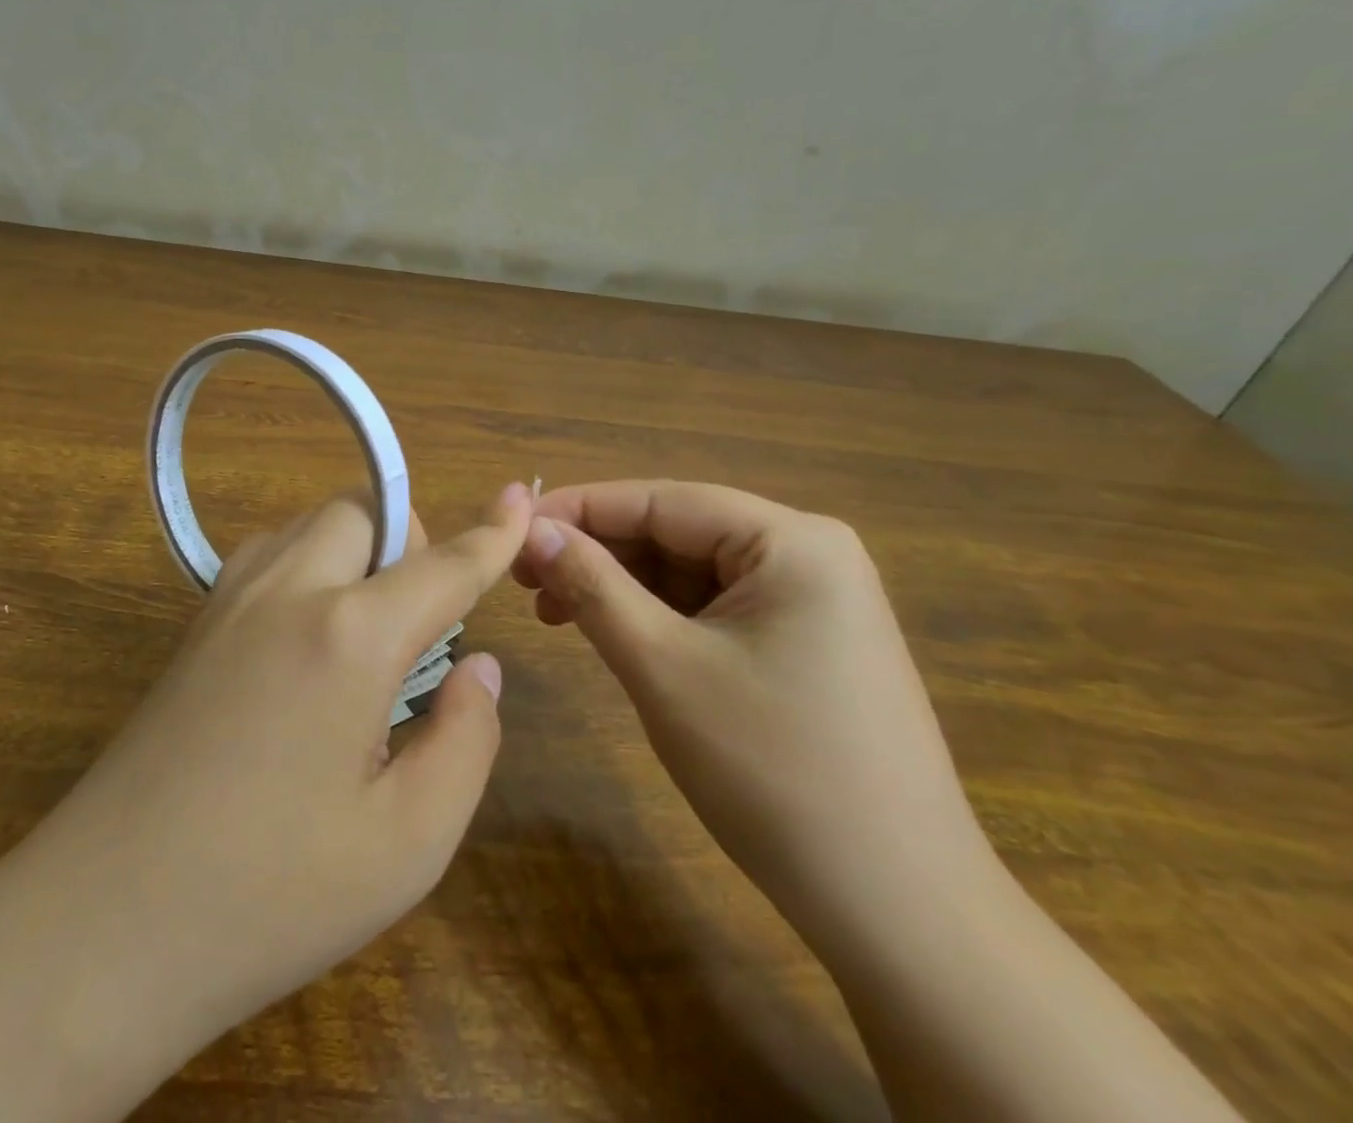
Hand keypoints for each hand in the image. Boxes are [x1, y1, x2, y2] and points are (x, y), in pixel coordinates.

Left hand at [26, 482, 532, 1107]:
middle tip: (417, 623)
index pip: (443, 565)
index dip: (493, 534)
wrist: (102, 925)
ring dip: (354, 550)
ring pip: (310, 525)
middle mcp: (289, 593)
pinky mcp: (194, 626)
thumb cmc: (271, 895)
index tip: (521, 497)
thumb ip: (467, 740)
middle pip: (363, 513)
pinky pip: (268, 555)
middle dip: (407, 544)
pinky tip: (305, 641)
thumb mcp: (408, 844)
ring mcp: (229, 602)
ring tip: (365, 631)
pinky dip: (307, 566)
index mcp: (350, 636)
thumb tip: (480, 670)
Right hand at [512, 480, 989, 935]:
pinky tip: (612, 633)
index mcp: (792, 541)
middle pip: (677, 532)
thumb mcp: (663, 667)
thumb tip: (533, 529)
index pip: (662, 501)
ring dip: (620, 586)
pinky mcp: (805, 643)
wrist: (897, 910)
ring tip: (554, 612)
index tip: (512, 529)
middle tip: (523, 579)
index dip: (579, 510)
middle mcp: (809, 554)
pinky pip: (714, 608)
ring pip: (690, 572)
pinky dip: (657, 617)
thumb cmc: (773, 773)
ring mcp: (813, 601)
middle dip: (597, 552)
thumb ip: (593, 586)